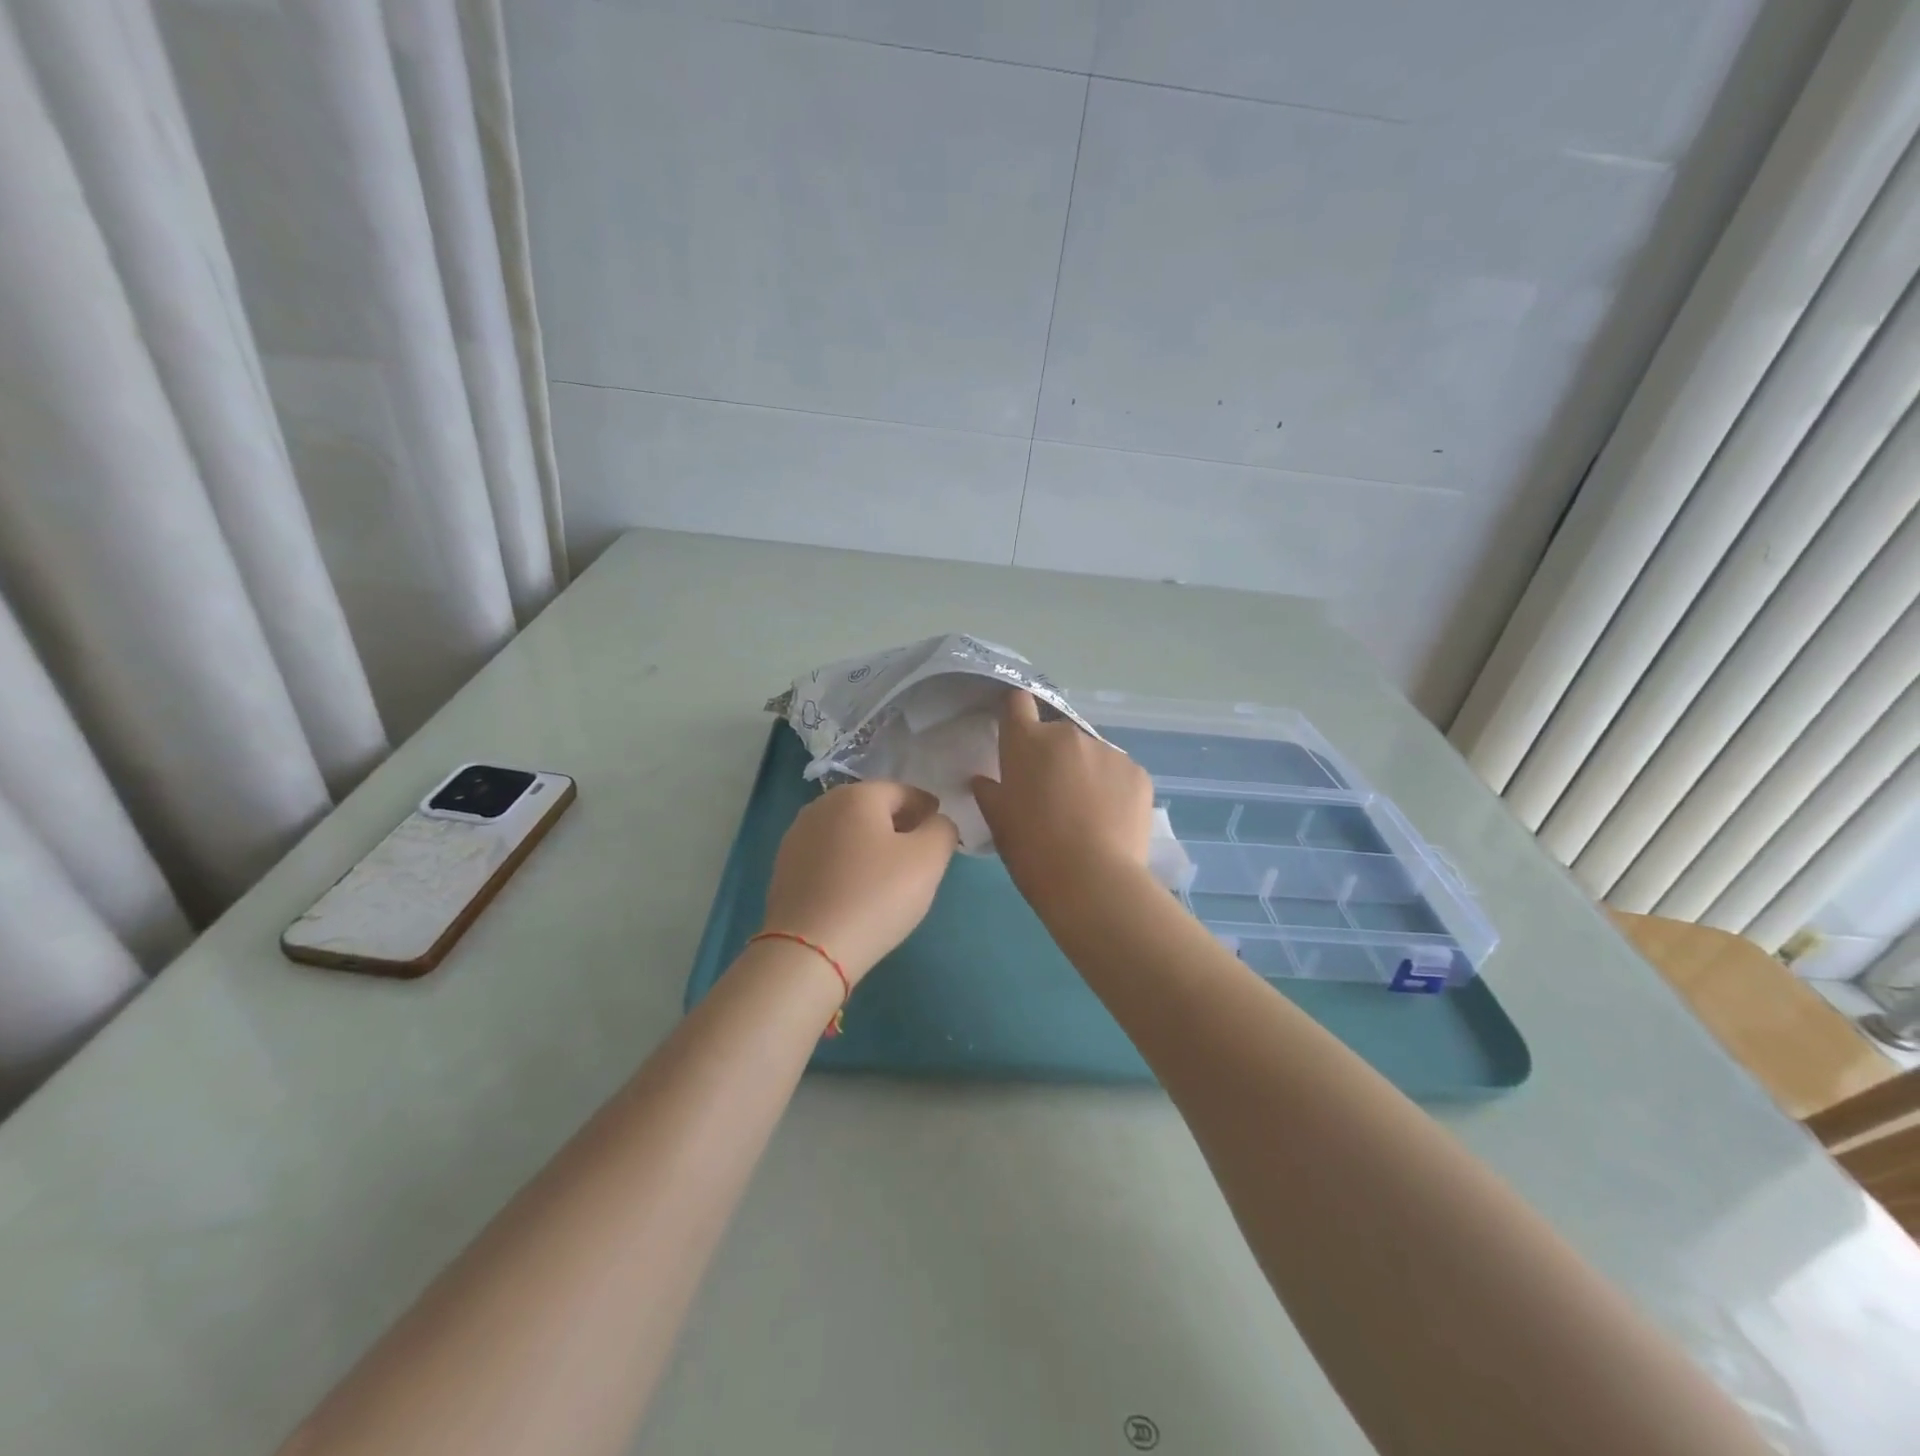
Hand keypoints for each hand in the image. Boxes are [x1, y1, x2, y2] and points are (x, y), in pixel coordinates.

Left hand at [761, 780, 958, 983]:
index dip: (928, 809)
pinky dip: (846, 865)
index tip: (940, 833)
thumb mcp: (928, 859)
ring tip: (888, 877)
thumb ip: (942, 830)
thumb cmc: (876, 895)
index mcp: (857, 795)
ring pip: (847, 833)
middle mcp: (821, 806)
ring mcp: (797, 837)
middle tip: (918, 856)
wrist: (809, 949)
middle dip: (898, 826)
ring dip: (870, 846)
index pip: (904, 792)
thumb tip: (935, 823)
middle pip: (872, 809)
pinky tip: (857, 891)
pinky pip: (827, 857)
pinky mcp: (784, 868)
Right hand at [971, 690, 1153, 905]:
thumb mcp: (999, 823)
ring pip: (1091, 754)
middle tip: (1052, 795)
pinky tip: (1110, 821)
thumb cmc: (1032, 849)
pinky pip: (1119, 773)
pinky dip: (1113, 789)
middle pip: (1057, 735)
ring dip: (1086, 772)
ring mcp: (1108, 751)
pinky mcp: (1138, 773)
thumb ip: (989, 793)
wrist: (1092, 880)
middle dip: (1054, 756)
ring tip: (1087, 814)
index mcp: (1027, 741)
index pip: (1018, 703)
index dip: (1017, 715)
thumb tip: (983, 780)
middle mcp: (1068, 735)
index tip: (1018, 737)